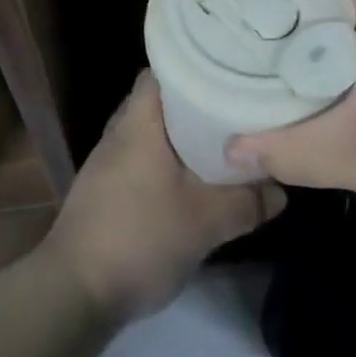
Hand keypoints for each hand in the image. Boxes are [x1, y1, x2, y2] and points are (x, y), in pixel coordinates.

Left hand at [44, 72, 286, 320]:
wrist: (74, 292)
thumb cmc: (140, 239)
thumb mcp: (205, 223)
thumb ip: (247, 202)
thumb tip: (281, 190)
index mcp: (138, 123)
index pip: (163, 70)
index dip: (195, 64)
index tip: (231, 70)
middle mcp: (119, 133)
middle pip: (160, 102)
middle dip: (197, 103)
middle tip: (237, 106)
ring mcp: (108, 163)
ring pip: (152, 134)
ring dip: (183, 137)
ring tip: (224, 141)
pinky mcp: (105, 190)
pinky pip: (143, 160)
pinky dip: (168, 162)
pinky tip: (193, 181)